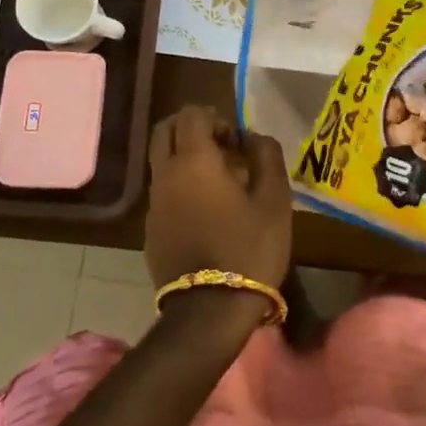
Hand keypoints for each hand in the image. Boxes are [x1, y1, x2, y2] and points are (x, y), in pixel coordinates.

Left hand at [143, 106, 293, 289]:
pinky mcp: (151, 230)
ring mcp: (153, 204)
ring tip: (222, 183)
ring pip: (162, 163)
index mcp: (193, 161)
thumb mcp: (274, 200)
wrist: (210, 310)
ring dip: (186, 160)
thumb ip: (266, 157)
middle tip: (222, 147)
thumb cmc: (249, 248)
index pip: (190, 115)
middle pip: (164, 132)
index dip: (215, 117)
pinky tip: (208, 214)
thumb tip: (256, 137)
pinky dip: (181, 188)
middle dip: (191, 129)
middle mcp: (165, 175)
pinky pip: (163, 194)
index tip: (237, 139)